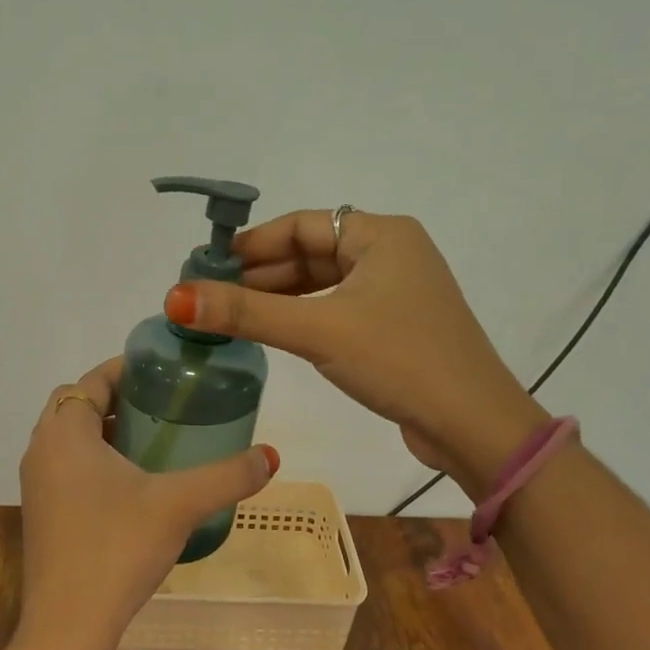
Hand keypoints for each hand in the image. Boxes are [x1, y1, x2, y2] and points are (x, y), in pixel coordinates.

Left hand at [17, 357, 277, 649]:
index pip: (91, 380)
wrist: (67, 625)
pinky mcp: (41, 514)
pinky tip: (134, 484)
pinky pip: (67, 467)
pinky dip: (95, 460)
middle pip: (77, 405)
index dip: (126, 369)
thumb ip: (227, 476)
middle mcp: (42, 450)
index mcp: (65, 433)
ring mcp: (37, 485)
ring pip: (70, 438)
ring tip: (154, 439)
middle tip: (162, 404)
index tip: (163, 371)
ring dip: (105, 430)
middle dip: (117, 397)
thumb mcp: (179, 505)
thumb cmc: (117, 548)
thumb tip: (271, 457)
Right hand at [164, 210, 544, 494]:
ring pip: (322, 282)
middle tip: (210, 297)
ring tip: (231, 316)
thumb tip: (176, 296)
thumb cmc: (399, 360)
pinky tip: (273, 332)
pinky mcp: (395, 324)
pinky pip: (337, 307)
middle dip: (260, 274)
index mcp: (381, 234)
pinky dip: (303, 316)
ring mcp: (396, 290)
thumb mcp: (318, 330)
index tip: (207, 267)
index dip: (250, 244)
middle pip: (310, 252)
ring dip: (278, 297)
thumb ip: (246, 312)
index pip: (300, 224)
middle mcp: (390, 252)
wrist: (473, 425)